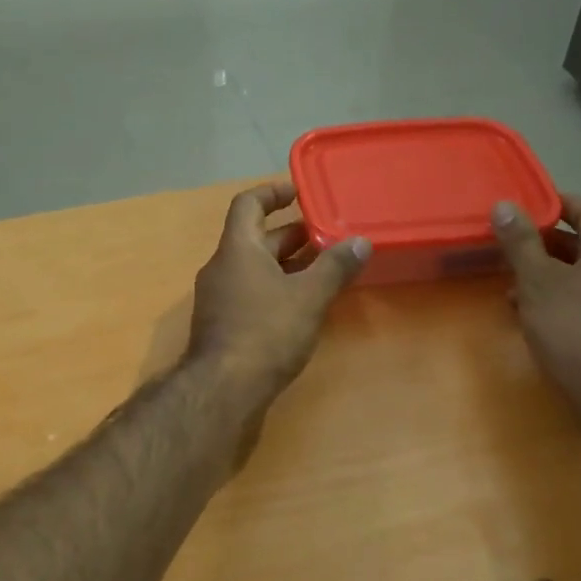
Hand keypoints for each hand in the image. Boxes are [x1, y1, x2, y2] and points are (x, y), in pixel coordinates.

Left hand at [187, 182, 370, 405]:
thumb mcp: (309, 296)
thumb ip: (335, 266)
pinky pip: (252, 293)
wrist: (224, 390)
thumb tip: (361, 242)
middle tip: (328, 235)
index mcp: (237, 248)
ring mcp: (219, 298)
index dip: (273, 192)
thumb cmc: (266, 332)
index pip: (248, 204)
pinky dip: (277, 289)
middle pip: (256, 238)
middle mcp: (222, 267)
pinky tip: (304, 305)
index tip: (300, 191)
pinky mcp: (223, 326)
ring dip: (288, 264)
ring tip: (325, 268)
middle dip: (292, 234)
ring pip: (256, 269)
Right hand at [492, 192, 580, 394]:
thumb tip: (504, 205)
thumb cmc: (572, 326)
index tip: (530, 204)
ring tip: (513, 287)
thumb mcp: (537, 280)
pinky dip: (561, 301)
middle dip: (547, 245)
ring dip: (550, 277)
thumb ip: (520, 242)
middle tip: (513, 246)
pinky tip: (534, 318)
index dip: (559, 203)